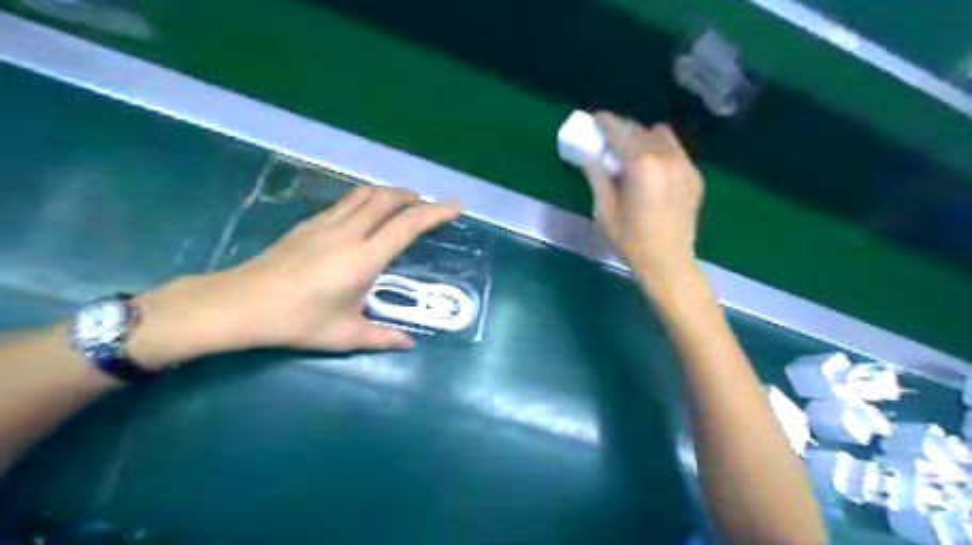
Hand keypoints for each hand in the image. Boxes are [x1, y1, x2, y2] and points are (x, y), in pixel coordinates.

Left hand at [127, 188, 462, 369]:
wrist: (241, 303)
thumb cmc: (298, 321)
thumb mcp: (345, 335)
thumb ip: (381, 337)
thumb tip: (407, 344)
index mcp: (364, 258)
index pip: (408, 226)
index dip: (435, 213)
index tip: (456, 207)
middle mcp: (349, 233)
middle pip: (387, 199)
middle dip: (412, 197)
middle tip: (426, 206)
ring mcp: (326, 224)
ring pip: (365, 194)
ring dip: (388, 194)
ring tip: (400, 204)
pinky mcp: (309, 224)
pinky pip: (346, 202)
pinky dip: (365, 200)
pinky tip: (364, 215)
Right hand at [579, 110, 702, 280]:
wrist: (668, 263)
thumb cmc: (630, 240)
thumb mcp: (604, 210)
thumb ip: (597, 176)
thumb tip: (589, 155)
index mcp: (641, 164)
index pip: (620, 131)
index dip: (605, 122)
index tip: (595, 118)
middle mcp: (666, 156)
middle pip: (640, 130)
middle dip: (623, 131)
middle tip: (609, 142)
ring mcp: (685, 165)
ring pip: (661, 136)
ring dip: (643, 138)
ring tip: (632, 154)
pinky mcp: (695, 176)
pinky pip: (675, 151)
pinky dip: (660, 151)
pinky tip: (651, 170)